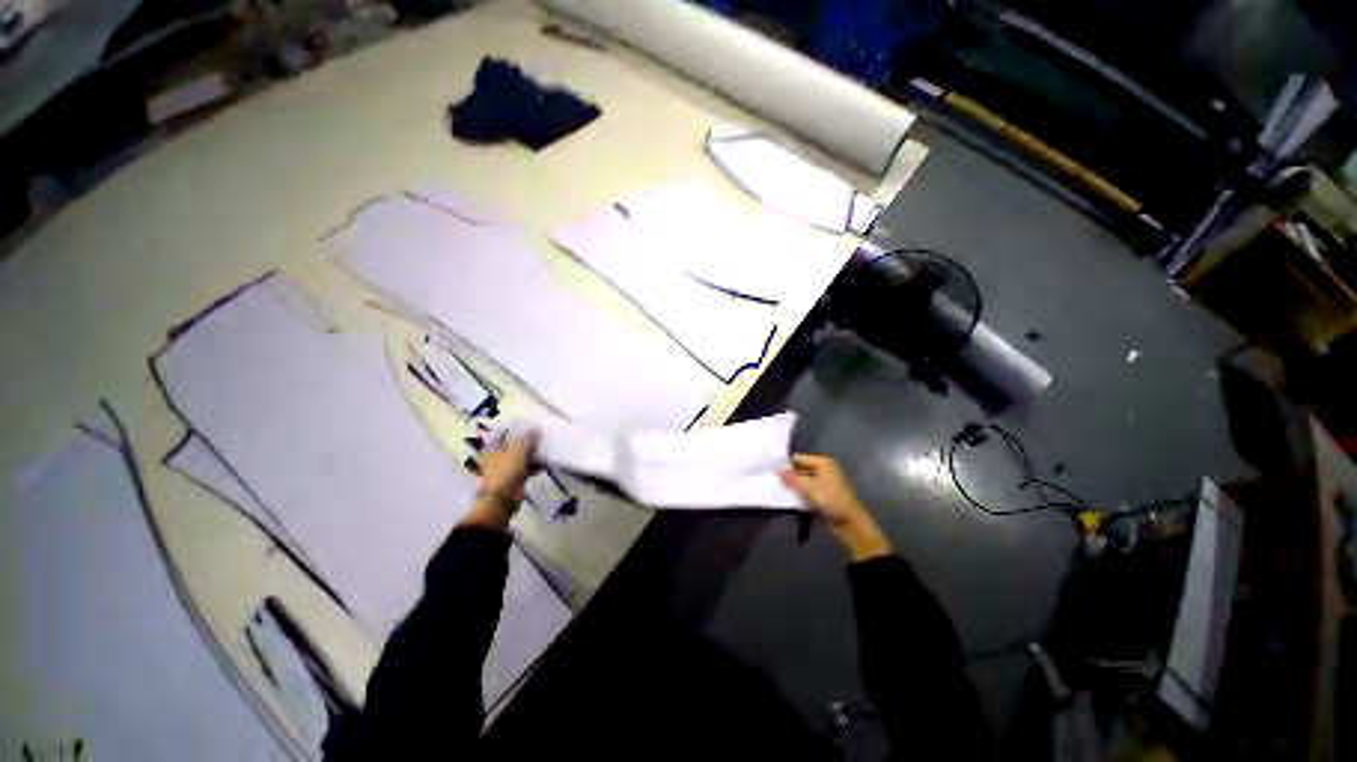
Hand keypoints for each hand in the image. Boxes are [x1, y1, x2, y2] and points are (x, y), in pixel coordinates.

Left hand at [460, 433, 537, 530]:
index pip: (505, 435)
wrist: (502, 498)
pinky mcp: (515, 479)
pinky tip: (546, 462)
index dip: (517, 431)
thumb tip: (535, 428)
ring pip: (521, 457)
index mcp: (493, 448)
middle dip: (527, 443)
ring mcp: (507, 469)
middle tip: (541, 436)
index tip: (531, 426)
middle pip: (514, 446)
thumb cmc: (506, 470)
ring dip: (533, 454)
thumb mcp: (518, 449)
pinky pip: (527, 468)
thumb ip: (527, 438)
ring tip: (546, 448)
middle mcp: (498, 457)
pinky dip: (535, 465)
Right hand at [780, 453, 890, 561]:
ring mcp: (824, 481)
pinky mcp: (824, 493)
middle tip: (774, 482)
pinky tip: (790, 498)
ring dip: (794, 486)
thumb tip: (778, 470)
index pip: (798, 458)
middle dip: (789, 476)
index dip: (786, 465)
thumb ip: (792, 478)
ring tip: (780, 490)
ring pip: (803, 480)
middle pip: (801, 469)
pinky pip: (808, 489)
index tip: (772, 472)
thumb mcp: (809, 488)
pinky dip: (800, 493)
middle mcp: (823, 468)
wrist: (850, 523)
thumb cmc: (830, 500)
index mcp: (822, 462)